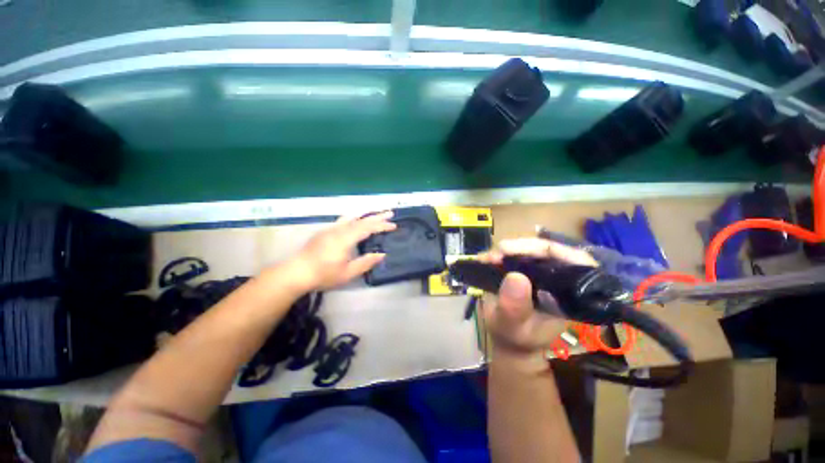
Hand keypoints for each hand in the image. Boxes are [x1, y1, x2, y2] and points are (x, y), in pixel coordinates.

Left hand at [288, 212, 396, 291]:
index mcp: (346, 238)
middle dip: (377, 216)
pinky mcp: (325, 231)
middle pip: (361, 219)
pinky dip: (354, 217)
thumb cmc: (323, 275)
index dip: (382, 225)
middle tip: (390, 213)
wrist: (296, 272)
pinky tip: (355, 219)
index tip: (393, 225)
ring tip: (375, 211)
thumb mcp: (348, 273)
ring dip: (365, 214)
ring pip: (352, 216)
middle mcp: (339, 229)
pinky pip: (344, 220)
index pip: (368, 228)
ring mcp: (331, 229)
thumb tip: (381, 254)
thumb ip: (366, 262)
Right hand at [479, 238, 597, 361]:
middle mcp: (559, 278)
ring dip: (507, 249)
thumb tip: (515, 276)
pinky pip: (515, 254)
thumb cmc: (516, 337)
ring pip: (529, 248)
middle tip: (497, 253)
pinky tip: (486, 258)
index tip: (521, 251)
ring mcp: (541, 272)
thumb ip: (515, 307)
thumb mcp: (513, 327)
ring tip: (488, 257)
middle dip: (520, 247)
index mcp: (570, 293)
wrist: (508, 339)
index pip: (575, 260)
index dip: (551, 249)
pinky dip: (500, 253)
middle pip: (548, 250)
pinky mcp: (526, 269)